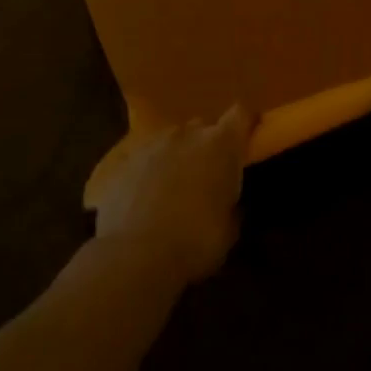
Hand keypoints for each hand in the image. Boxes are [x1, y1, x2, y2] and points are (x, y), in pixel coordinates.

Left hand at [93, 106, 253, 283]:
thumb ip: (232, 205)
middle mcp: (187, 133)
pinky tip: (143, 199)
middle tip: (208, 173)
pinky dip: (147, 172)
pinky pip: (143, 159)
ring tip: (172, 187)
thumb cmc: (194, 242)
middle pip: (203, 127)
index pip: (242, 114)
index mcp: (221, 144)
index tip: (248, 136)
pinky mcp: (122, 161)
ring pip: (171, 141)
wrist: (133, 256)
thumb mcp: (228, 231)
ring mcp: (151, 144)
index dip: (246, 123)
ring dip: (176, 156)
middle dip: (207, 144)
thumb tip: (230, 202)